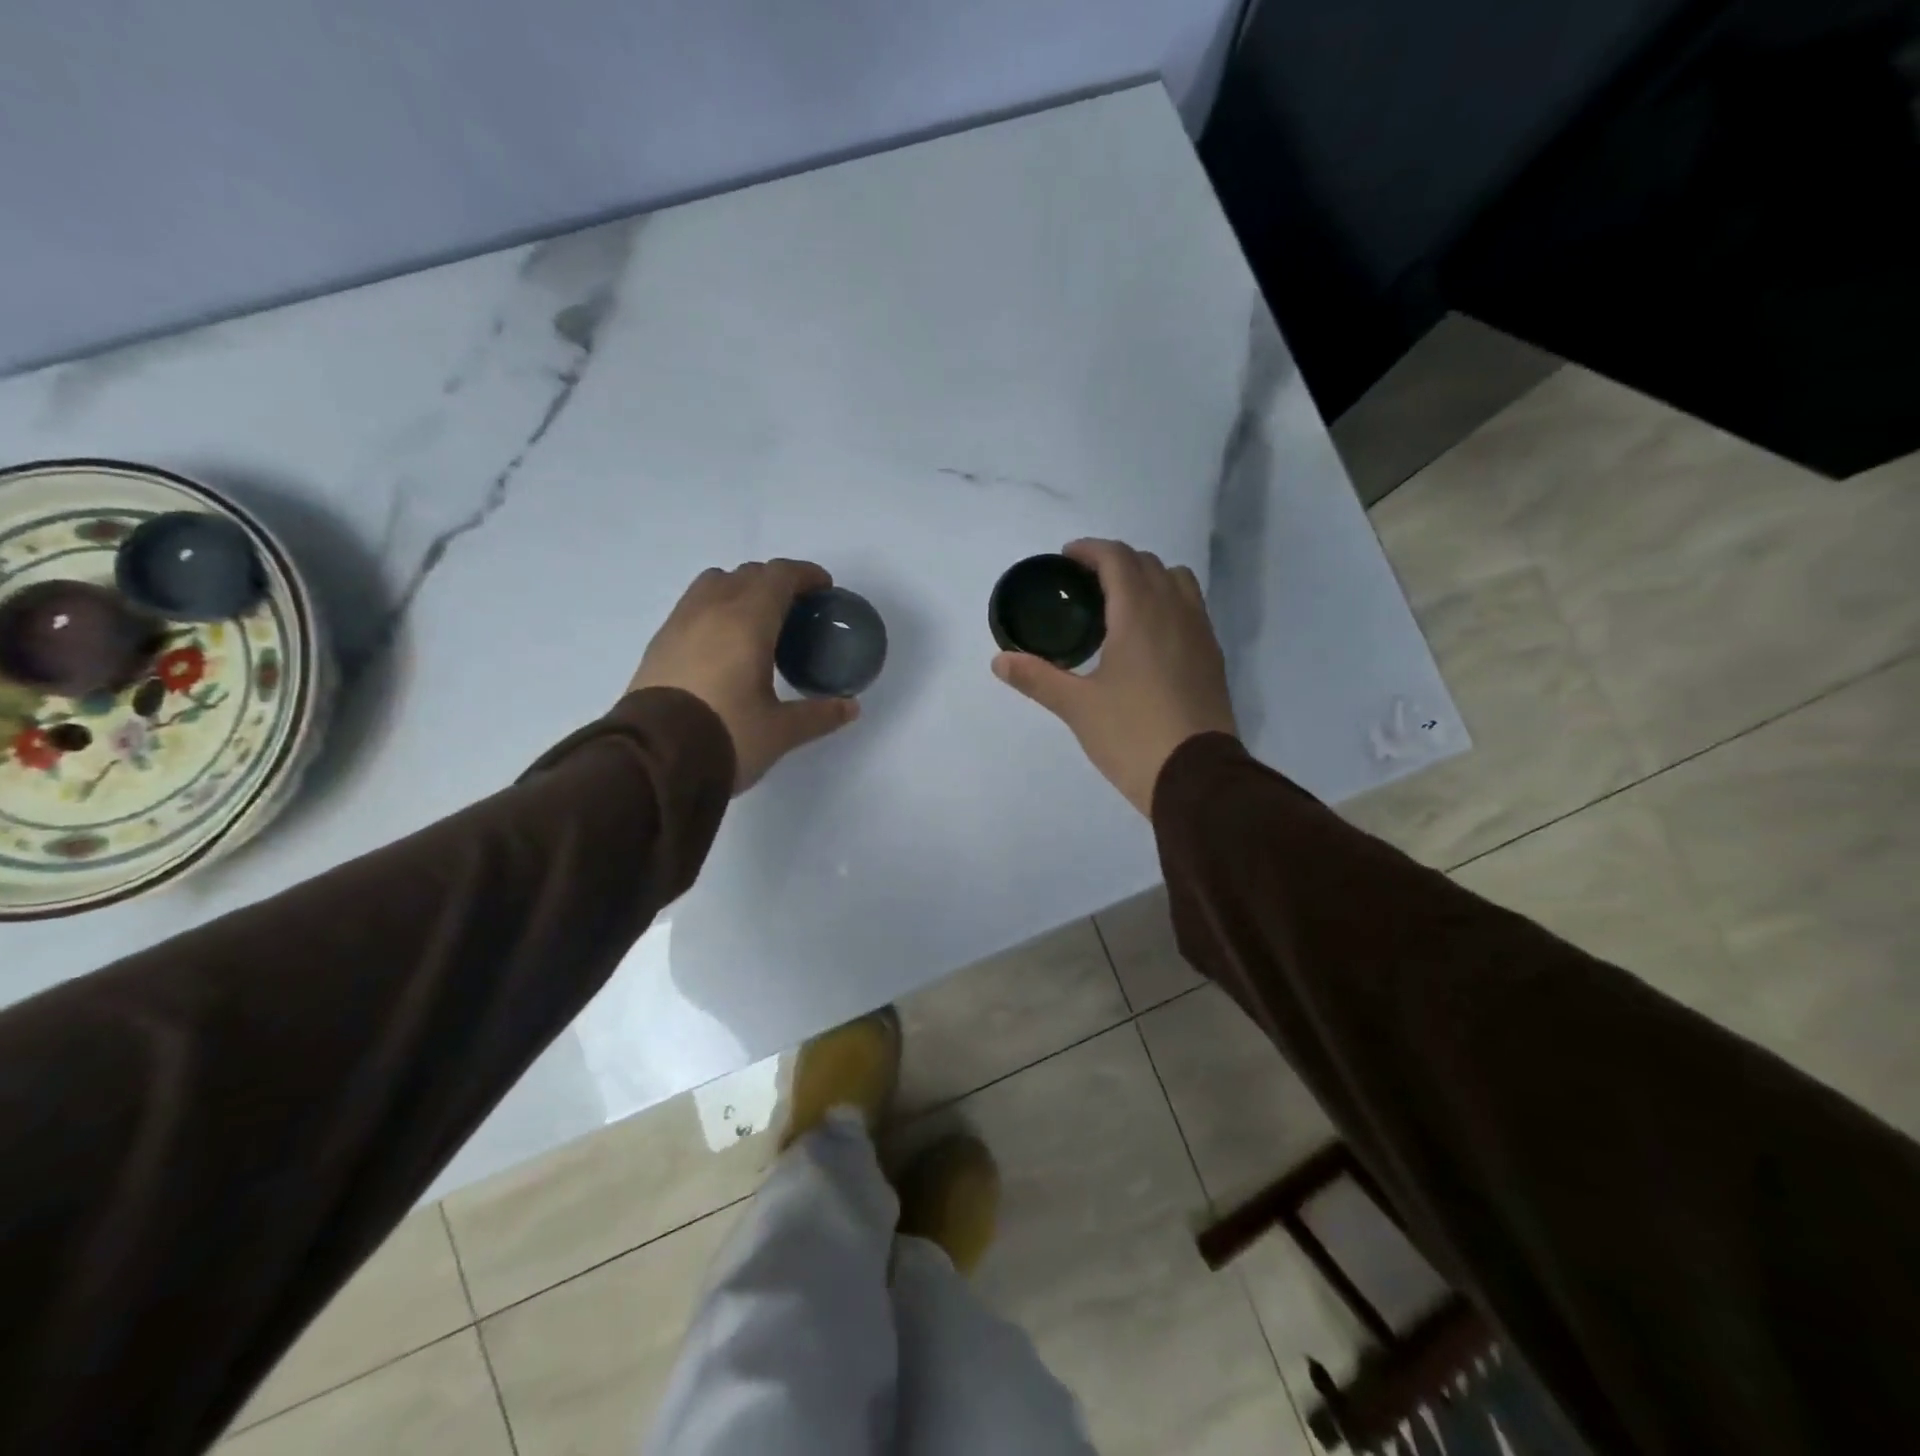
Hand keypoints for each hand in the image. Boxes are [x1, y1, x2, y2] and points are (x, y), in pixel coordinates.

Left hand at [629, 560, 857, 793]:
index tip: (824, 589)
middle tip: (796, 610)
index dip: (805, 575)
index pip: (779, 576)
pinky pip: (692, 606)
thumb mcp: (781, 731)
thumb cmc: (725, 736)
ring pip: (714, 584)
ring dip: (741, 589)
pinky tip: (723, 644)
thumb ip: (819, 714)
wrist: (652, 761)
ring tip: (756, 621)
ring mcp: (679, 624)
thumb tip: (851, 708)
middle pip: (747, 574)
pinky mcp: (659, 644)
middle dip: (776, 582)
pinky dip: (715, 609)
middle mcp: (711, 610)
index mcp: (747, 621)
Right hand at [992, 539, 1236, 815]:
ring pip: (1177, 582)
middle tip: (1085, 584)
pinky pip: (1191, 609)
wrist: (1196, 777)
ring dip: (1148, 578)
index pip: (1117, 558)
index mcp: (1139, 614)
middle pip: (1148, 563)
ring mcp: (1200, 633)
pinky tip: (1148, 637)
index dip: (1090, 550)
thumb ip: (1037, 678)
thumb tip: (999, 661)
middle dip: (1116, 562)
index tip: (1067, 558)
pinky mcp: (1213, 658)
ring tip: (1120, 605)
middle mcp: (1175, 611)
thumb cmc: (1132, 735)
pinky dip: (1167, 603)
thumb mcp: (1077, 707)